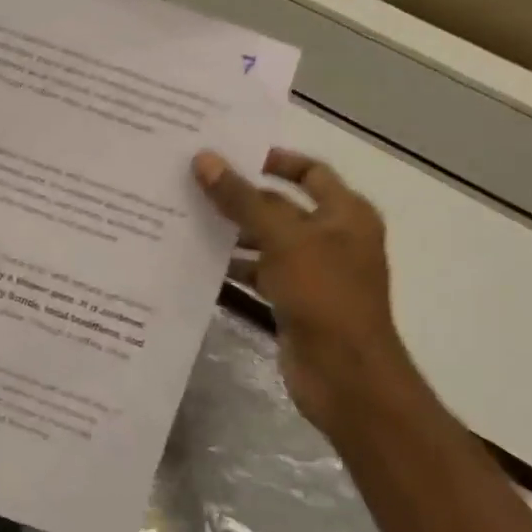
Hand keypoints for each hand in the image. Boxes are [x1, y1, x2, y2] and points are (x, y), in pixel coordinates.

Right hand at [193, 148, 414, 433]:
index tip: (231, 154)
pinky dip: (235, 266)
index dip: (275, 160)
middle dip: (242, 197)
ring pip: (267, 241)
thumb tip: (204, 160)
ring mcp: (313, 272)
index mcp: (346, 214)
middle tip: (194, 183)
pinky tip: (200, 260)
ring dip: (233, 232)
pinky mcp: (294, 301)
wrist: (345, 376)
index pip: (310, 172)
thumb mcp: (282, 239)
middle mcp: (332, 238)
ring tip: (186, 217)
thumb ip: (242, 199)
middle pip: (281, 206)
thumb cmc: (324, 294)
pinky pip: (260, 273)